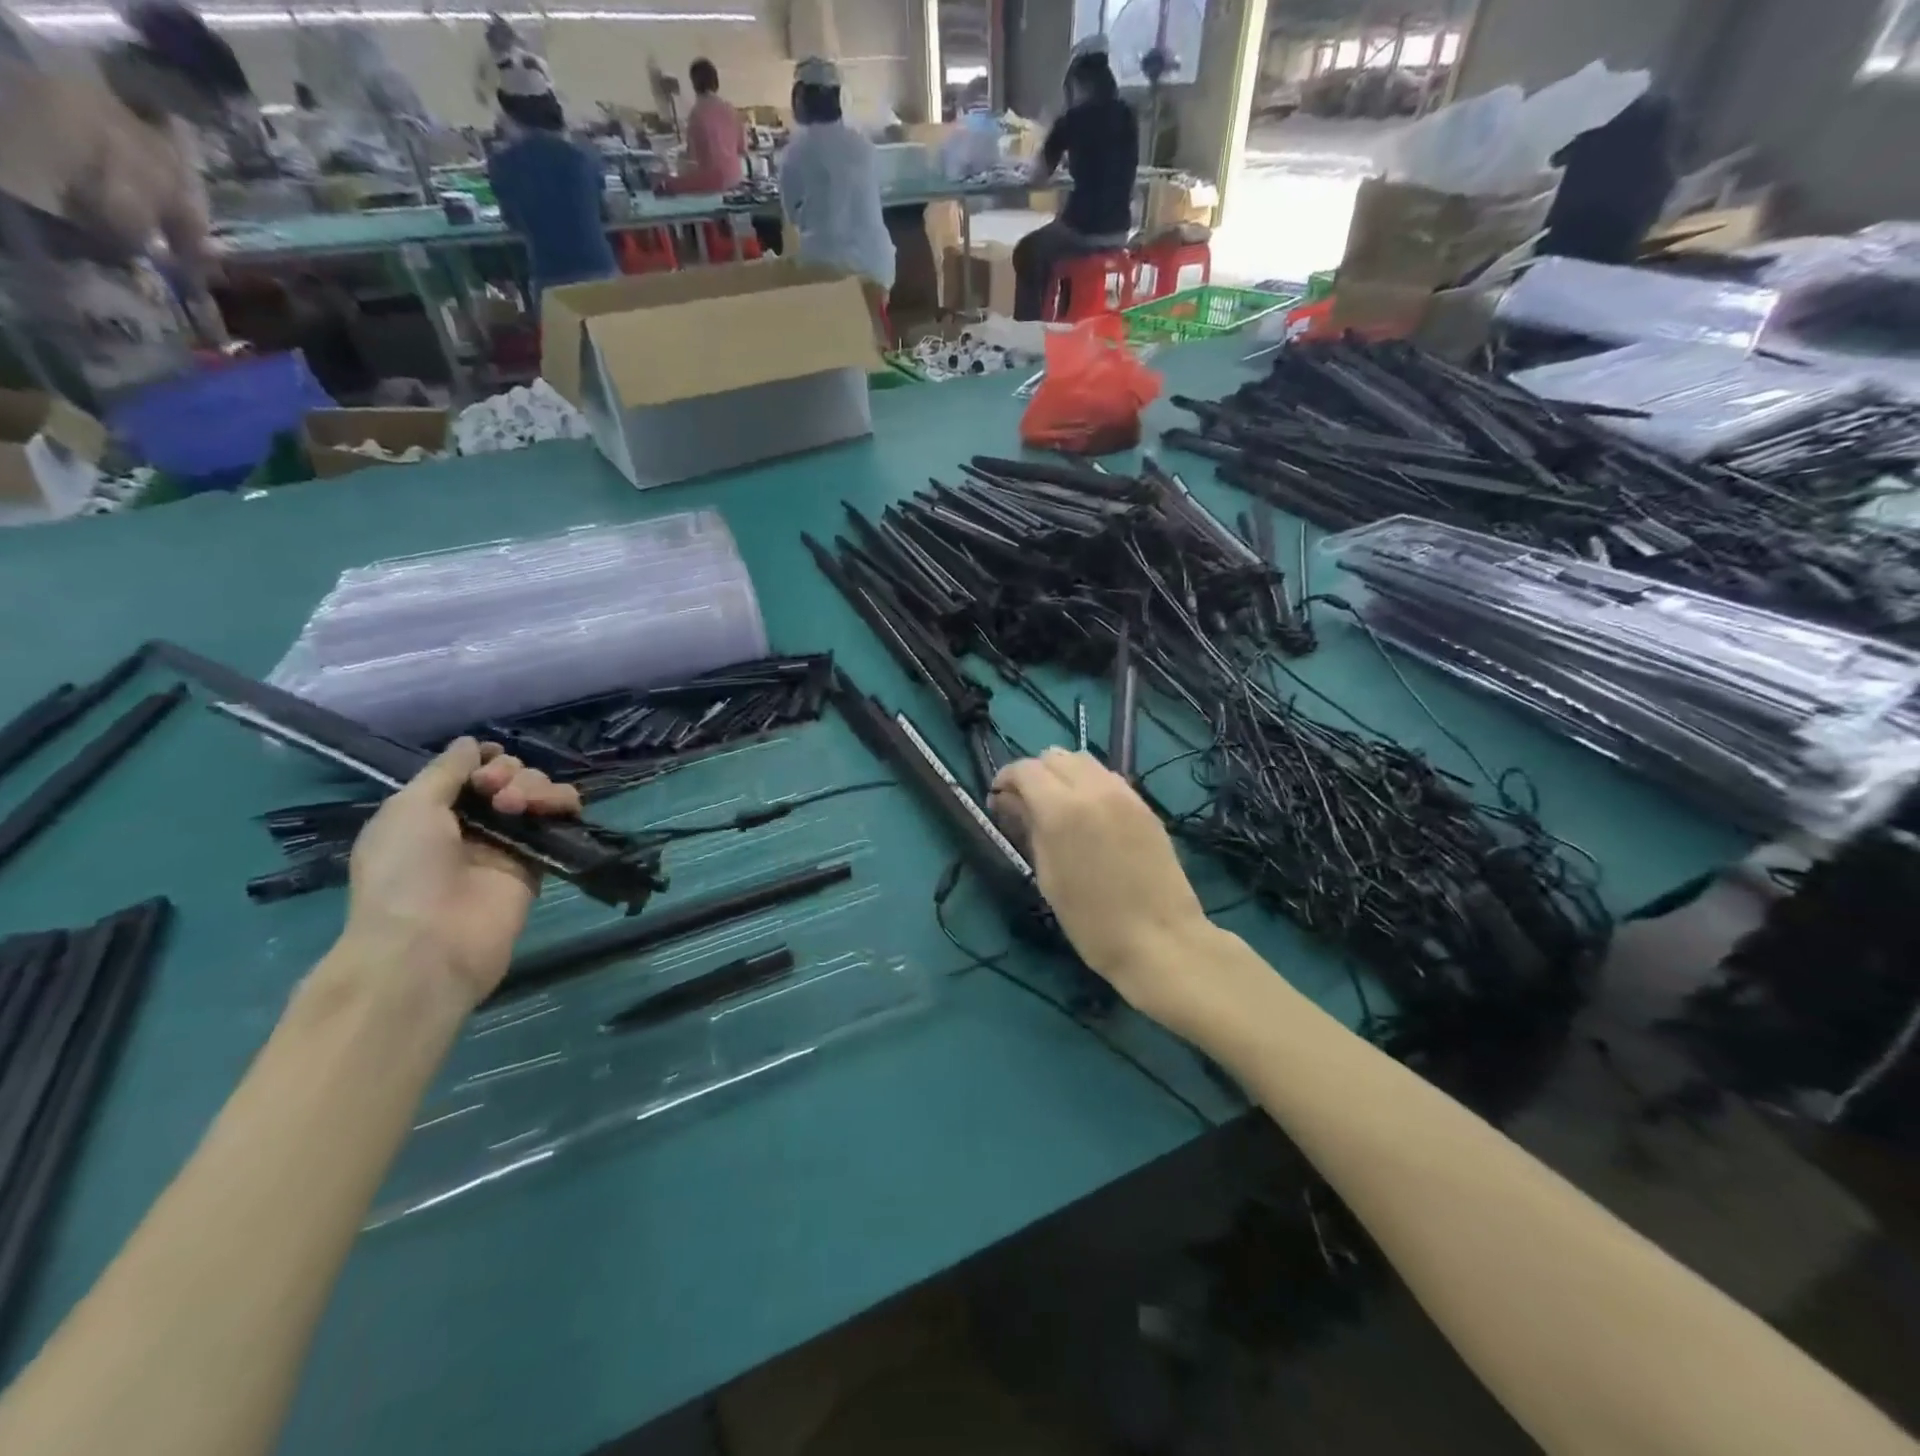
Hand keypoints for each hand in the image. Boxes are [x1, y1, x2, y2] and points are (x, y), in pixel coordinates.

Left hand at [342, 738, 582, 1005]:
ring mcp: (509, 844)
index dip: (484, 760)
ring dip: (534, 786)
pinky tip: (550, 809)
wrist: (430, 943)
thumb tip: (472, 743)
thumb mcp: (409, 808)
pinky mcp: (540, 862)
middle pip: (509, 778)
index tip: (485, 765)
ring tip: (518, 806)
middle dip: (508, 774)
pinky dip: (561, 805)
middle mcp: (473, 825)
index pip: (472, 772)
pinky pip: (560, 822)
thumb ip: (445, 771)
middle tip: (495, 793)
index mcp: (432, 812)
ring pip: (538, 794)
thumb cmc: (406, 871)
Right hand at [988, 749, 1210, 1018]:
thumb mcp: (1048, 876)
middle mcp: (1093, 789)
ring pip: (1084, 760)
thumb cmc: (1091, 921)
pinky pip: (1108, 778)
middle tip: (1026, 804)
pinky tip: (1089, 815)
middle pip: (1054, 756)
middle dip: (1035, 774)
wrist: (1159, 939)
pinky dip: (1089, 784)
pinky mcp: (1144, 804)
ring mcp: (1124, 793)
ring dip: (1063, 774)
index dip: (1006, 779)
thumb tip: (1011, 802)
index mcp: (1061, 809)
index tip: (999, 800)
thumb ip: (1029, 828)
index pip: (1025, 770)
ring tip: (1058, 806)